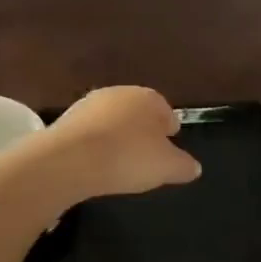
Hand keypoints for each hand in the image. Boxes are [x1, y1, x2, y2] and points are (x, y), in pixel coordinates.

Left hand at [37, 87, 201, 199]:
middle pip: (137, 113)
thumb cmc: (128, 158)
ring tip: (119, 163)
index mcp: (148, 98)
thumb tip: (194, 167)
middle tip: (145, 158)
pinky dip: (95, 145)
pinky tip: (95, 163)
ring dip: (116, 137)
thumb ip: (184, 166)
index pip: (166, 112)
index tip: (168, 150)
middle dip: (142, 132)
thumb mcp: (167, 167)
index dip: (169, 131)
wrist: (70, 160)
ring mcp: (89, 104)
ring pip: (112, 121)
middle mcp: (119, 93)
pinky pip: (90, 133)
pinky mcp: (66, 119)